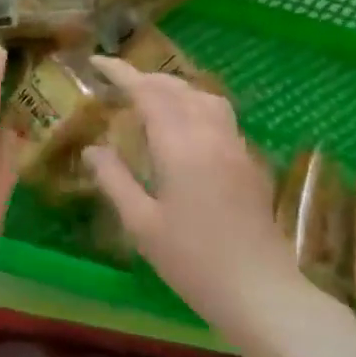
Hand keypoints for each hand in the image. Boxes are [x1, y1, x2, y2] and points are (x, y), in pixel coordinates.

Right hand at [83, 57, 322, 343]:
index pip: (148, 93)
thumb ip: (114, 180)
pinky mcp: (249, 165)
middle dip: (145, 77)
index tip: (97, 62)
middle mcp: (211, 137)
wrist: (263, 294)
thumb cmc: (193, 261)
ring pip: (205, 98)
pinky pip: (219, 117)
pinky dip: (194, 106)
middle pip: (178, 89)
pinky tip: (182, 127)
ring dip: (174, 88)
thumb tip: (92, 149)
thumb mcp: (141, 223)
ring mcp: (235, 149)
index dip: (122, 73)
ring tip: (149, 98)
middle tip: (116, 82)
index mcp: (180, 147)